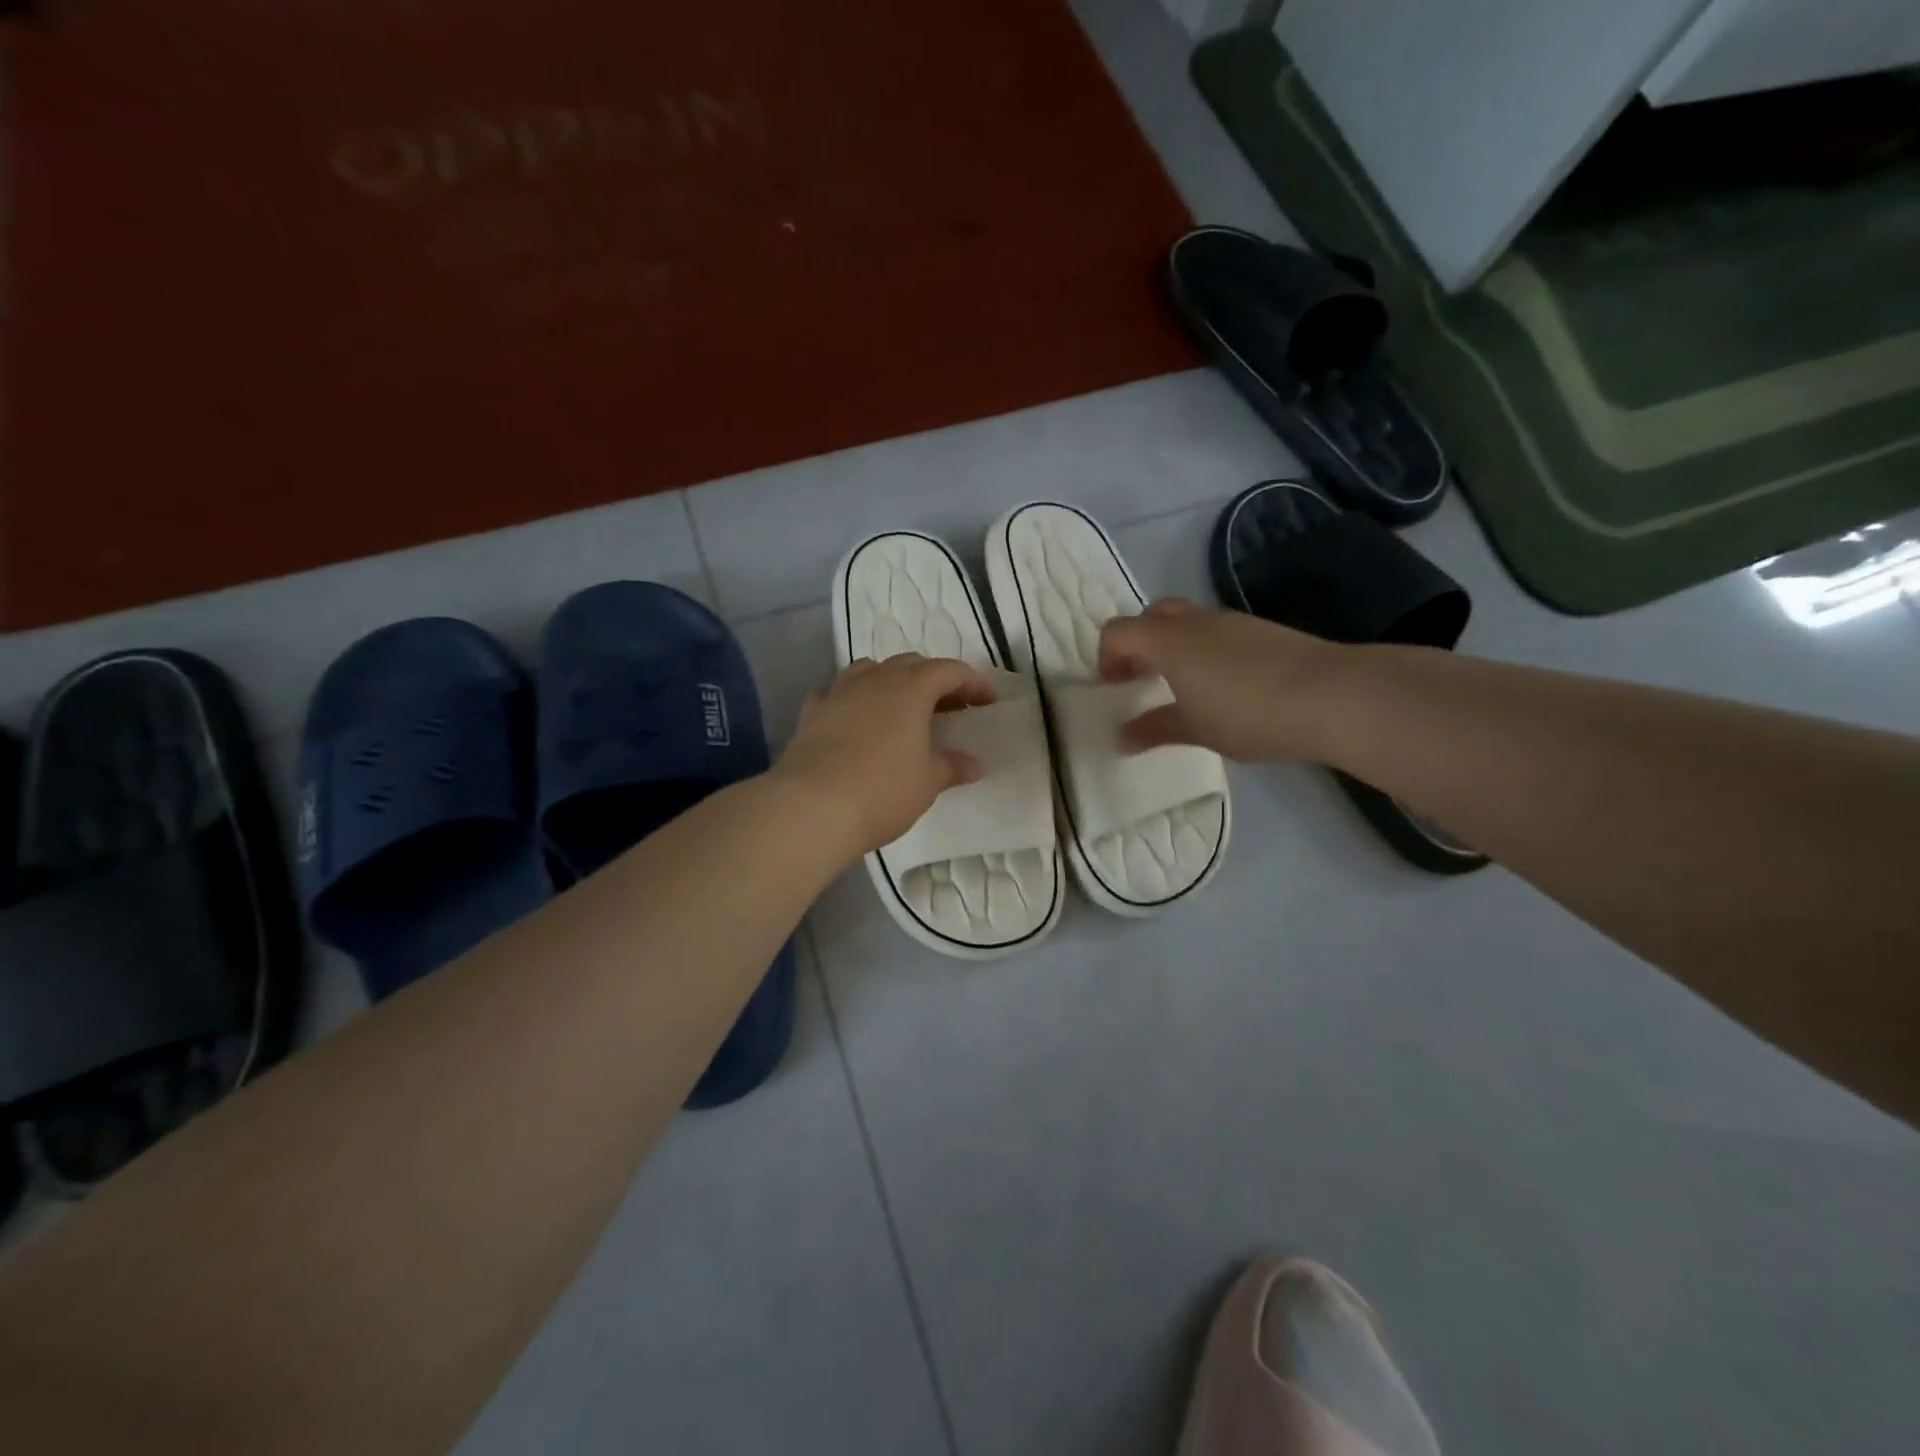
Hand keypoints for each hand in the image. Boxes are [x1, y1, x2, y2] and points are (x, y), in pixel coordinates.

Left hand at [774, 654, 996, 856]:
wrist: (810, 807)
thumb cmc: (881, 791)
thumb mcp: (927, 782)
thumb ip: (952, 766)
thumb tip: (974, 764)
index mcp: (910, 688)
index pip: (949, 671)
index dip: (973, 683)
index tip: (988, 702)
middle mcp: (874, 679)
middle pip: (910, 664)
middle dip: (935, 680)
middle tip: (950, 708)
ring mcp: (838, 692)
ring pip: (871, 670)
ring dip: (893, 682)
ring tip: (903, 709)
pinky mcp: (812, 712)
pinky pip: (839, 693)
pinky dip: (856, 700)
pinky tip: (859, 720)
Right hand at [1099, 598, 1345, 760]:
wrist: (1329, 695)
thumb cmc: (1247, 713)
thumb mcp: (1194, 728)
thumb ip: (1154, 729)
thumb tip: (1122, 737)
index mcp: (1167, 640)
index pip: (1118, 632)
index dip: (1107, 657)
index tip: (1116, 689)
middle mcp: (1194, 621)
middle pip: (1151, 616)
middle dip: (1139, 644)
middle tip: (1143, 679)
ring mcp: (1231, 621)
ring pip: (1187, 620)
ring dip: (1173, 645)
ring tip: (1183, 686)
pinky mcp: (1261, 629)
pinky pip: (1216, 630)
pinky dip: (1204, 649)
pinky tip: (1223, 685)